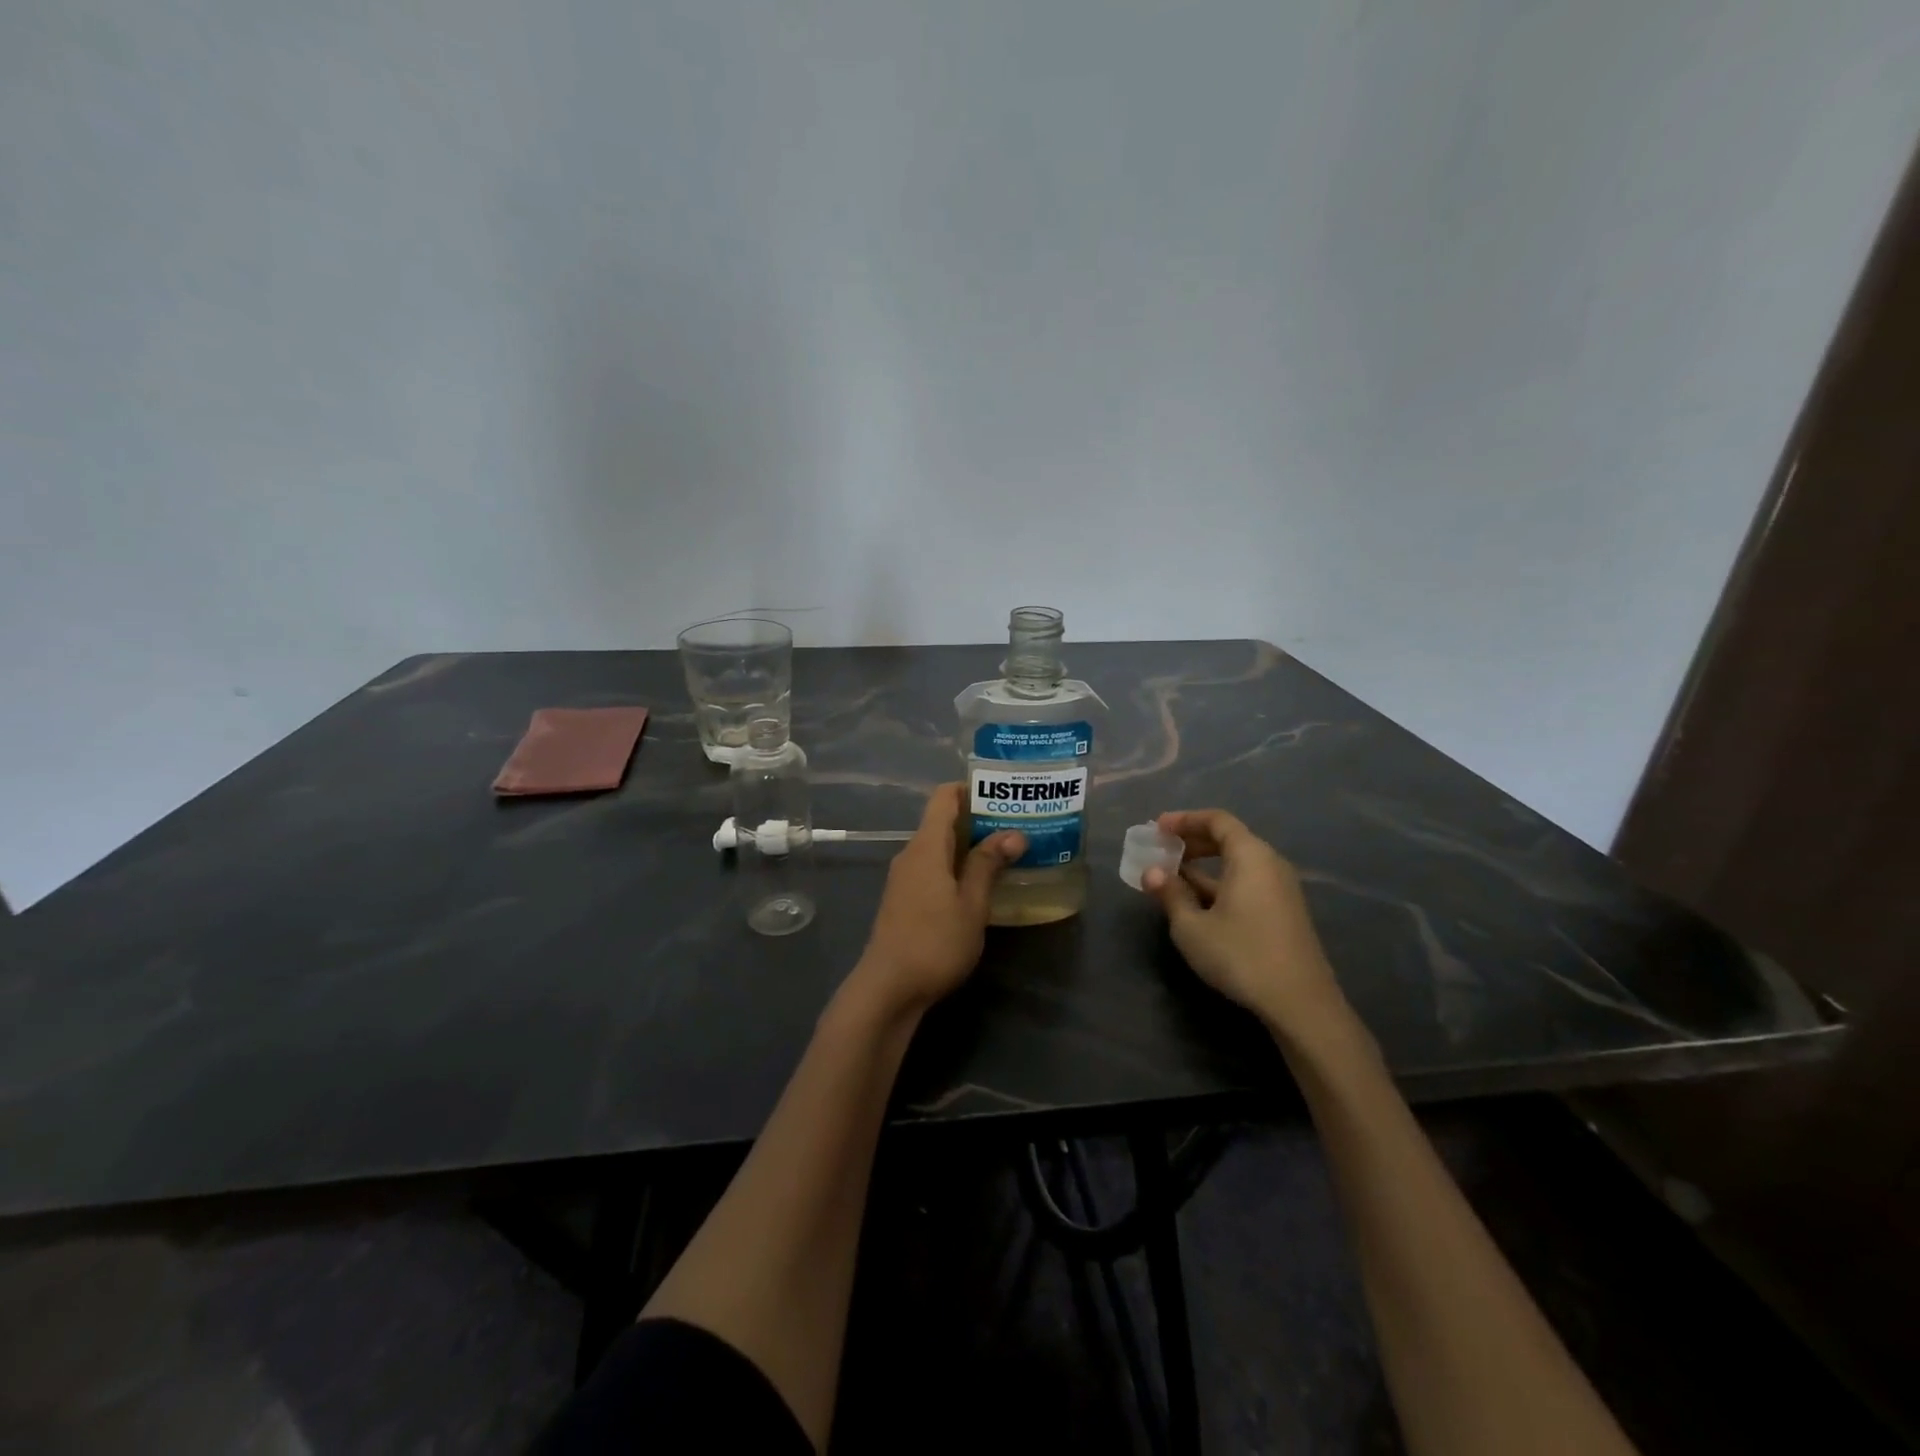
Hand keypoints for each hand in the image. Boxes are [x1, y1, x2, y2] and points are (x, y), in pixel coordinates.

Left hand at [848, 784, 1024, 1018]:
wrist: (888, 988)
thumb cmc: (935, 942)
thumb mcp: (971, 904)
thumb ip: (987, 865)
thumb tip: (1013, 833)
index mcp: (926, 846)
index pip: (944, 797)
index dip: (971, 788)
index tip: (1004, 794)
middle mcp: (911, 854)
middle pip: (942, 820)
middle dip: (979, 818)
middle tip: (1017, 824)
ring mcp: (904, 877)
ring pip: (939, 846)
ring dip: (969, 845)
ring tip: (1006, 852)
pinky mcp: (904, 898)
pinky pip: (933, 867)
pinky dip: (956, 865)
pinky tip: (980, 883)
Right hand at [1142, 809, 1346, 1036]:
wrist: (1300, 1003)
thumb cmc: (1241, 955)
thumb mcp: (1192, 926)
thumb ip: (1171, 894)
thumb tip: (1152, 872)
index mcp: (1250, 856)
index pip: (1217, 820)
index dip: (1185, 820)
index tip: (1158, 828)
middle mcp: (1270, 864)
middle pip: (1229, 839)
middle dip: (1193, 841)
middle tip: (1163, 850)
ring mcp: (1281, 890)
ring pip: (1238, 864)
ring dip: (1204, 866)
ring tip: (1173, 878)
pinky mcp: (1284, 913)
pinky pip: (1247, 882)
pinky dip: (1220, 883)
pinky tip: (1199, 904)